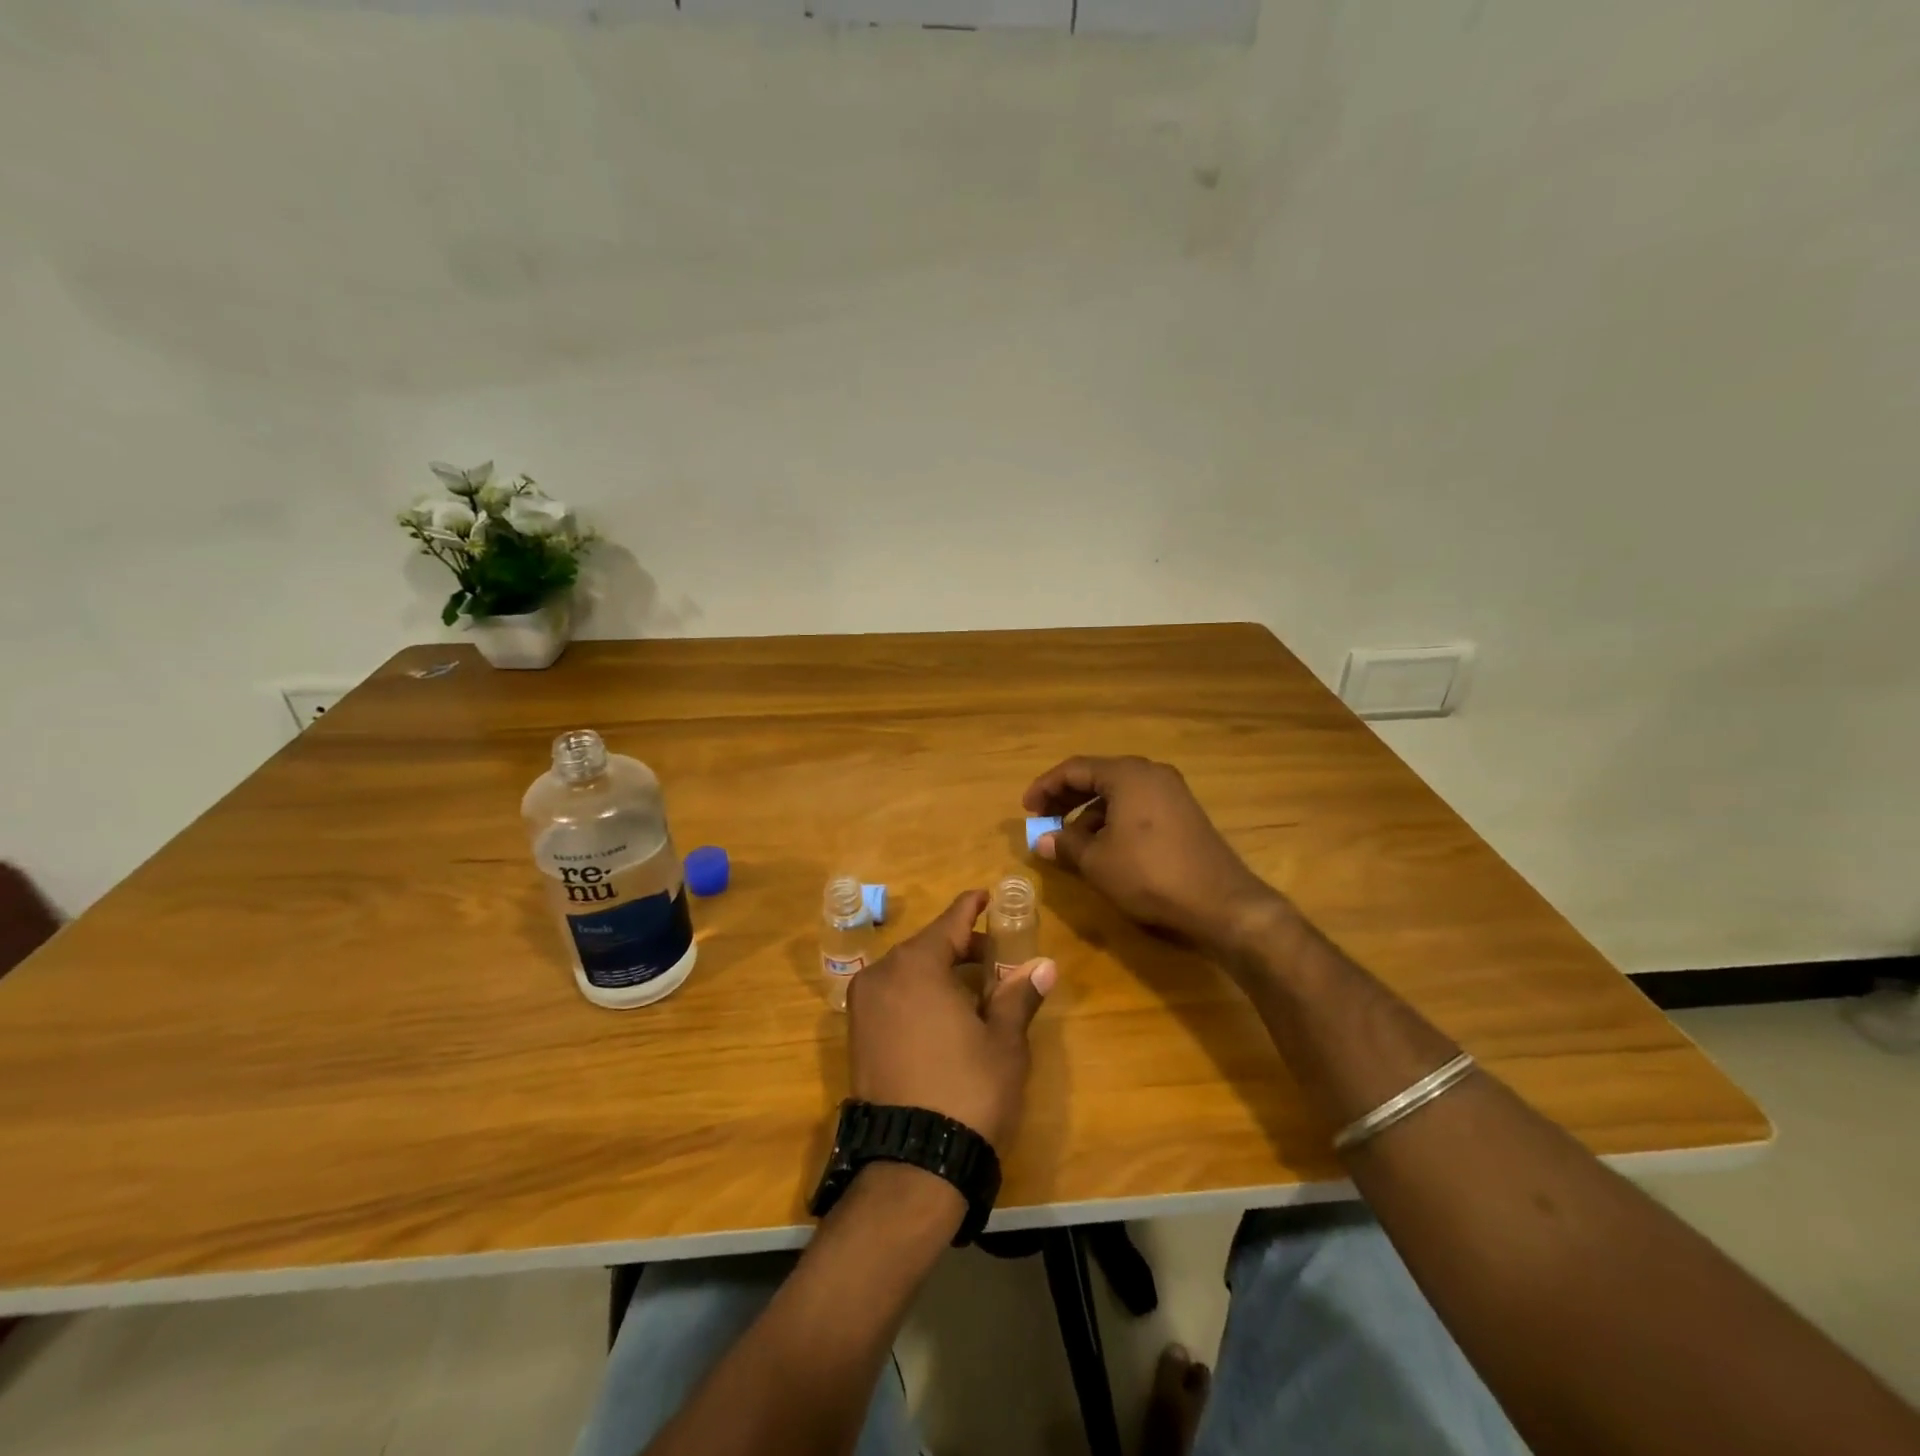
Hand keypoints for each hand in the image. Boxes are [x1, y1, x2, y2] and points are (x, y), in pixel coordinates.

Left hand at [846, 890, 1055, 1153]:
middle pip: (928, 946)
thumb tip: (1045, 966)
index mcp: (916, 964)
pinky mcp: (857, 1036)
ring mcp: (864, 1006)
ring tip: (976, 990)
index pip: (950, 921)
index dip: (972, 907)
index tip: (986, 895)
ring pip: (908, 972)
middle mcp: (882, 975)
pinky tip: (944, 1015)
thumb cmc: (967, 1090)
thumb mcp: (1004, 1042)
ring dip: (940, 972)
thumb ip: (1019, 996)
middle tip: (996, 958)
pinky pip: (893, 997)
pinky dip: (918, 994)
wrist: (911, 1165)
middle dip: (962, 947)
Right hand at [1023, 755, 1287, 956]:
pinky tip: (1103, 847)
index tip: (1026, 808)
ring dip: (1089, 812)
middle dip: (1066, 798)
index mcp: (1127, 774)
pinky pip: (1137, 805)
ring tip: (1070, 840)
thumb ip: (1065, 844)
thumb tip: (1041, 839)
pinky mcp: (1183, 813)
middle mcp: (1151, 773)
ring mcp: (1171, 792)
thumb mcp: (1097, 862)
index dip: (1045, 787)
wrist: (1220, 902)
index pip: (1075, 769)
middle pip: (1098, 776)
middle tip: (1042, 819)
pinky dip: (1113, 819)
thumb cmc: (1149, 874)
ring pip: (1118, 793)